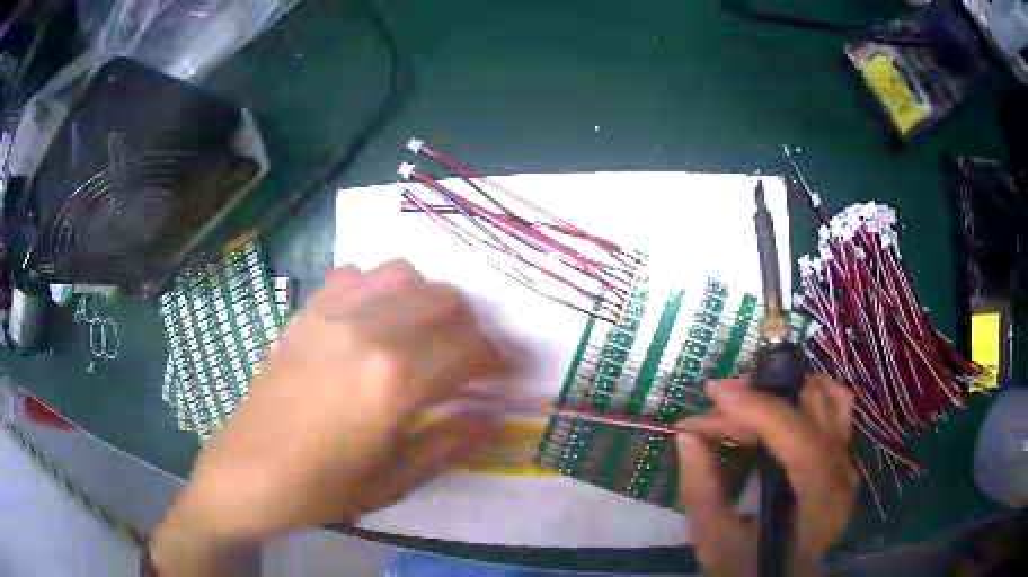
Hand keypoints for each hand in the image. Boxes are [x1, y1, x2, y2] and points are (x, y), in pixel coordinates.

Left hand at [151, 260, 506, 574]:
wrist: (249, 473)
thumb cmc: (324, 488)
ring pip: (403, 273)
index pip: (470, 347)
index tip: (502, 375)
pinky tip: (373, 320)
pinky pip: (355, 274)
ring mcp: (332, 314)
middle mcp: (368, 332)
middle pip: (445, 299)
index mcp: (395, 381)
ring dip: (426, 300)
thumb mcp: (395, 479)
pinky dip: (378, 288)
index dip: (497, 360)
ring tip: (422, 334)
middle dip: (470, 326)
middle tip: (467, 359)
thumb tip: (498, 417)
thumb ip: (452, 443)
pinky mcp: (306, 312)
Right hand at [676, 375, 858, 576]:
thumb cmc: (748, 570)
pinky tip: (781, 398)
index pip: (799, 441)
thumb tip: (687, 437)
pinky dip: (807, 394)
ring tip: (743, 399)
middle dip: (762, 397)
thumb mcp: (716, 543)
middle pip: (813, 412)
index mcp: (819, 502)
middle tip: (715, 404)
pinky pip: (835, 409)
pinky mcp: (842, 456)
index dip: (759, 409)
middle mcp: (843, 474)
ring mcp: (847, 462)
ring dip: (784, 390)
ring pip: (829, 400)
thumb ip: (701, 491)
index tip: (714, 394)